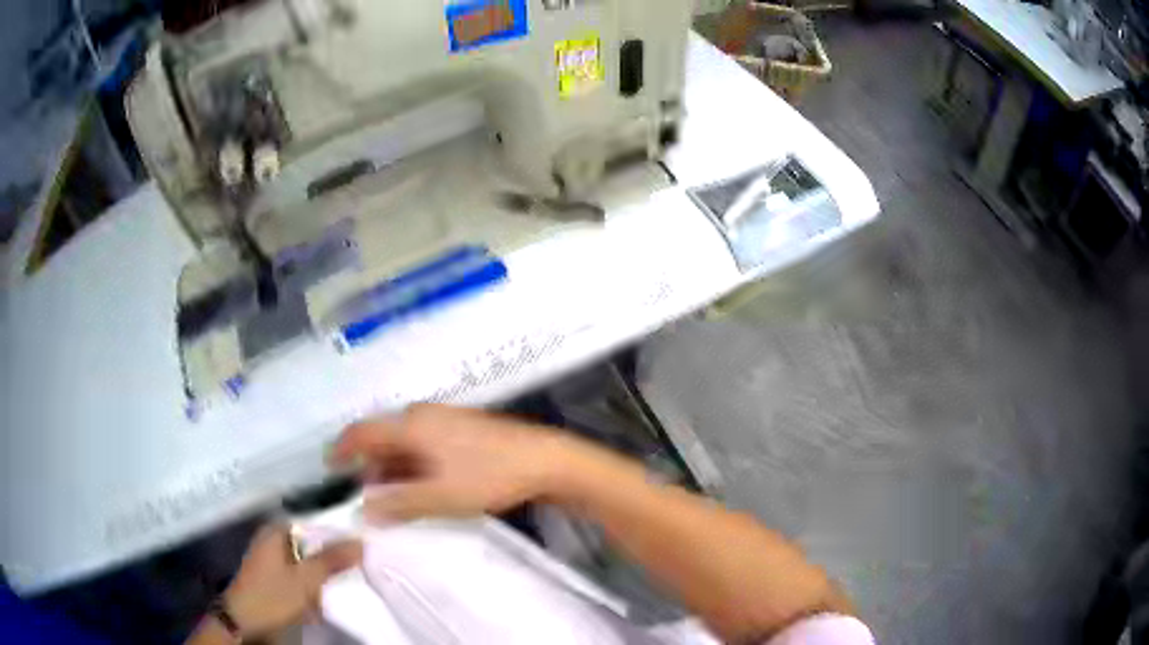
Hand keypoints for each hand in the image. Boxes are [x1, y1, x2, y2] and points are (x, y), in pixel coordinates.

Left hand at [222, 525, 361, 637]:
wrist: (245, 621)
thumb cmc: (273, 595)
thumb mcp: (306, 579)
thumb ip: (332, 559)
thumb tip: (361, 541)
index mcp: (277, 530)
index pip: (313, 521)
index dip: (337, 530)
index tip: (362, 541)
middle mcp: (273, 538)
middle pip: (311, 540)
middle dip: (332, 552)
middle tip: (359, 561)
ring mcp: (272, 558)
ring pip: (307, 558)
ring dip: (324, 569)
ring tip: (348, 576)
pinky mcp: (275, 576)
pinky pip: (301, 572)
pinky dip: (314, 580)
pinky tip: (327, 590)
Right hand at [331, 404, 580, 520]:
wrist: (544, 460)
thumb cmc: (488, 476)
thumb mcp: (440, 497)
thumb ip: (398, 504)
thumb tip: (365, 510)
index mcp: (411, 425)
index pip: (363, 431)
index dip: (343, 448)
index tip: (331, 468)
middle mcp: (423, 415)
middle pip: (383, 437)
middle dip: (371, 466)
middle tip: (368, 497)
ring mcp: (444, 419)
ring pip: (404, 442)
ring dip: (393, 467)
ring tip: (394, 497)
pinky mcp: (461, 428)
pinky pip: (423, 443)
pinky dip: (413, 463)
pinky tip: (421, 485)